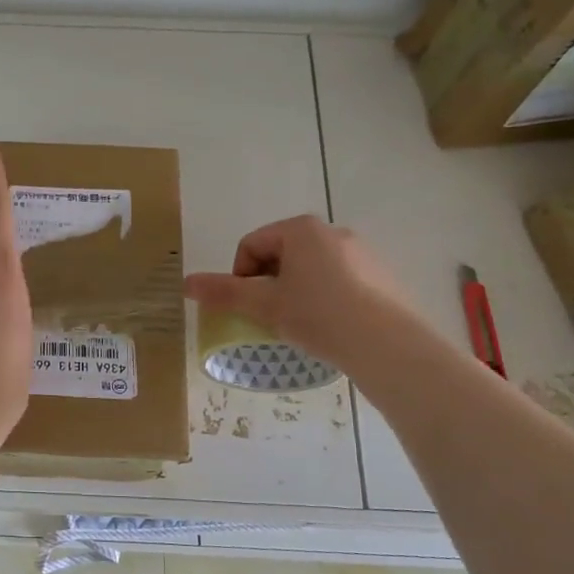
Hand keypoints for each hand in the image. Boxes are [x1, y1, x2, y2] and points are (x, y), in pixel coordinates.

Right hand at [184, 215, 418, 368]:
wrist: (388, 345)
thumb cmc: (318, 315)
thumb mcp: (264, 305)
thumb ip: (223, 292)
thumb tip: (185, 283)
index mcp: (301, 229)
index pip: (251, 245)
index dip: (239, 276)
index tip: (246, 306)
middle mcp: (332, 232)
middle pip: (280, 255)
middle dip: (267, 284)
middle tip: (268, 316)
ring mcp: (361, 253)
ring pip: (309, 270)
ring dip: (293, 292)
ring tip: (297, 324)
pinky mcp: (380, 277)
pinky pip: (337, 282)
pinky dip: (322, 299)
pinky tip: (327, 327)